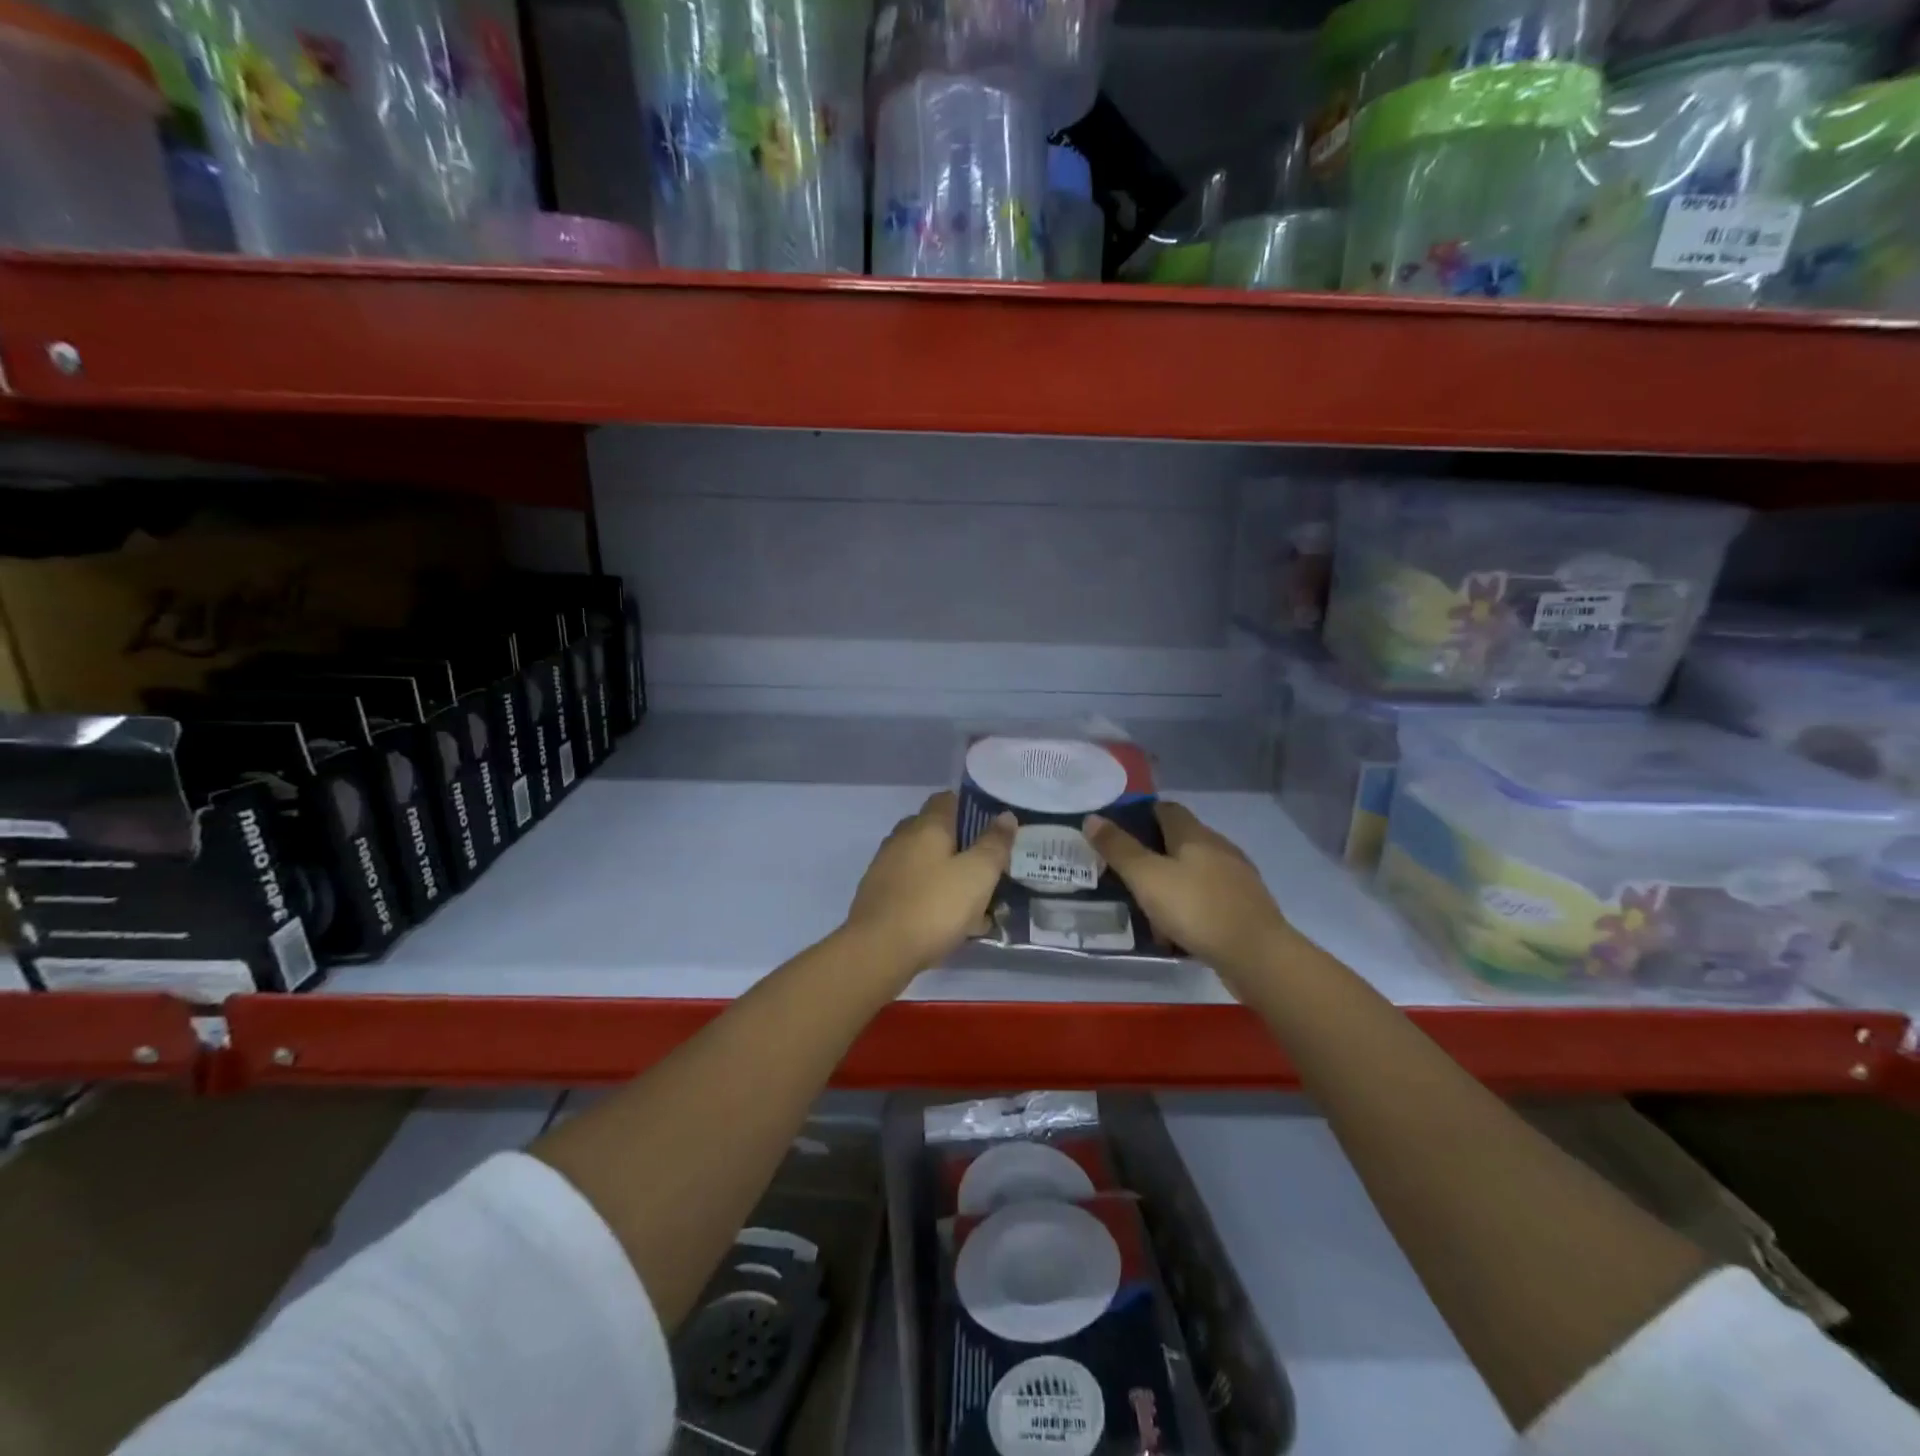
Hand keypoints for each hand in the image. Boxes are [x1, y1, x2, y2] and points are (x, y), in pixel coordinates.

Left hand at [845, 791, 1015, 977]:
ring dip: (949, 878)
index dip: (972, 809)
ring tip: (976, 906)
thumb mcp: (978, 874)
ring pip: (926, 864)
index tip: (994, 829)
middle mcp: (902, 838)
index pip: (948, 799)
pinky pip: (914, 888)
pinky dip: (932, 898)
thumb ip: (994, 844)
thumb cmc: (934, 906)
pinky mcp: (878, 896)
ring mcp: (886, 867)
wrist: (878, 951)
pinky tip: (950, 924)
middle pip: (937, 833)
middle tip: (989, 871)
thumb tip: (1005, 815)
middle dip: (963, 848)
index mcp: (926, 825)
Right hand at [1083, 802, 1290, 988]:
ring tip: (1146, 901)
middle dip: (1153, 851)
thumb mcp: (1147, 877)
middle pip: (1181, 839)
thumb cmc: (1196, 908)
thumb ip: (1119, 848)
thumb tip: (1092, 818)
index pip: (1166, 809)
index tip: (1117, 828)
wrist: (1257, 956)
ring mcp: (1236, 878)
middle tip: (1124, 869)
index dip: (1141, 813)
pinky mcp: (1244, 907)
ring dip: (1171, 880)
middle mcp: (1219, 848)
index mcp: (1195, 834)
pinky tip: (1176, 927)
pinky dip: (1189, 904)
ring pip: (1195, 870)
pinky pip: (1208, 897)